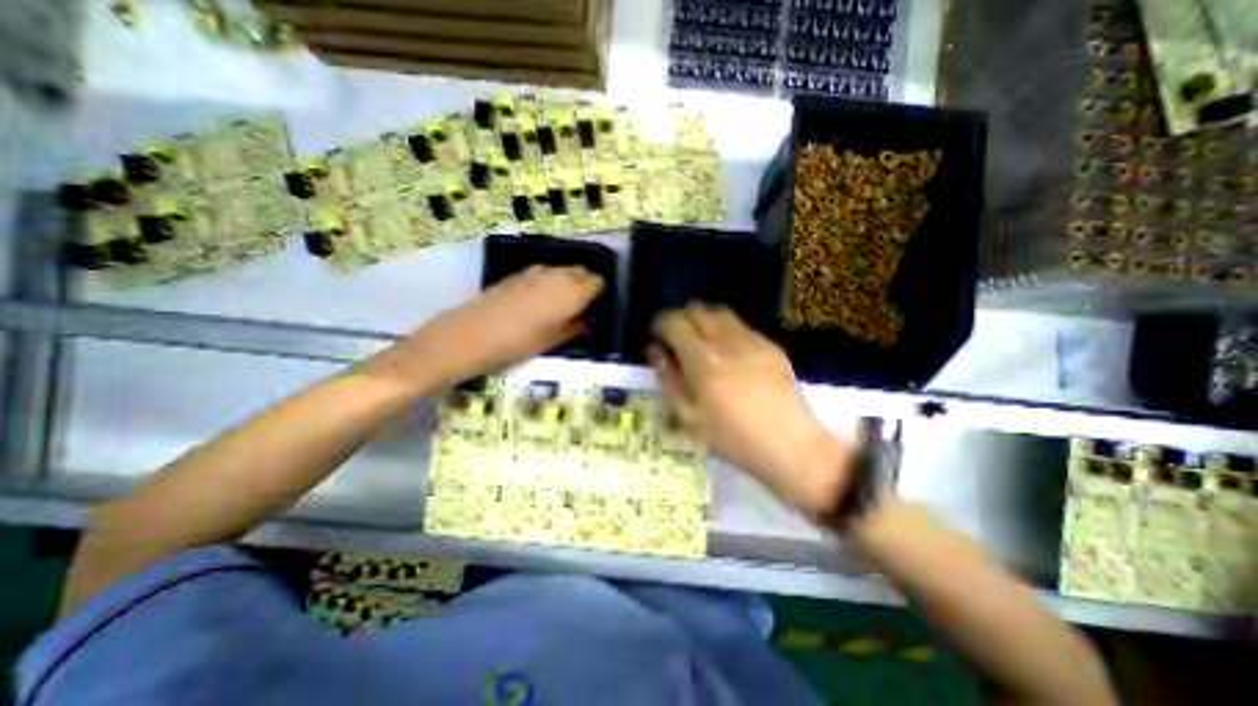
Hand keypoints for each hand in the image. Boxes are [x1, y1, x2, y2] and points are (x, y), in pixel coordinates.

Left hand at [366, 268, 600, 393]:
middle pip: (581, 271)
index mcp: (573, 292)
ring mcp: (537, 271)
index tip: (594, 306)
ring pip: (562, 269)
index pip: (597, 282)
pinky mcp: (519, 273)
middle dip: (584, 283)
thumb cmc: (521, 342)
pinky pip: (544, 272)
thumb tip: (584, 321)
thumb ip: (574, 327)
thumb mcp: (554, 340)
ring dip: (567, 280)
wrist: (475, 332)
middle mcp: (558, 275)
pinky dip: (549, 280)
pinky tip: (538, 298)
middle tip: (580, 304)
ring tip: (559, 301)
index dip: (598, 293)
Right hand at [649, 305, 855, 519]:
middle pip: (697, 310)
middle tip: (678, 340)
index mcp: (703, 361)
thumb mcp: (689, 416)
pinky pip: (741, 326)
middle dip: (682, 320)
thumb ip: (668, 378)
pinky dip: (726, 331)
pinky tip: (729, 354)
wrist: (790, 444)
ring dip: (704, 321)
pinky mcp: (770, 345)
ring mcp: (752, 340)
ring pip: (720, 313)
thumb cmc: (732, 437)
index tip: (659, 338)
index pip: (675, 323)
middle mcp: (727, 341)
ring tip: (702, 343)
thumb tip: (657, 352)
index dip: (661, 325)